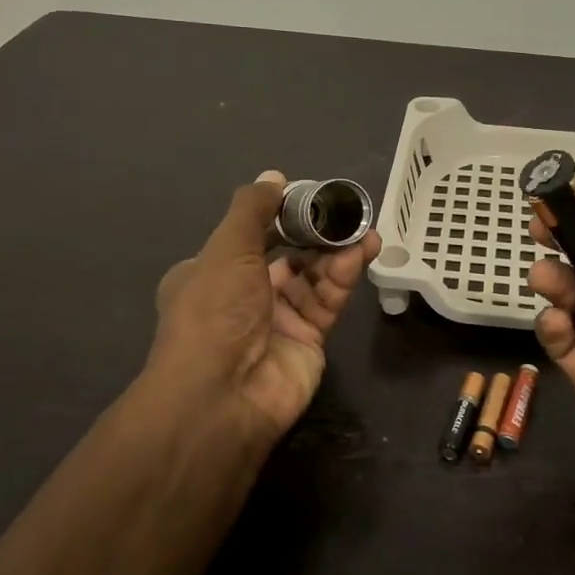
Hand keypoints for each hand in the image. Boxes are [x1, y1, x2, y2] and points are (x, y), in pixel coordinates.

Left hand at [150, 172, 381, 439]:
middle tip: (344, 210)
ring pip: (312, 275)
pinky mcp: (309, 339)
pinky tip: (363, 252)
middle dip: (314, 232)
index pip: (250, 236)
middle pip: (287, 254)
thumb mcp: (227, 249)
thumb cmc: (214, 312)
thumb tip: (274, 177)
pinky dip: (344, 274)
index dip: (278, 215)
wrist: (222, 398)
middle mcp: (243, 296)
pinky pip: (328, 299)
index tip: (308, 195)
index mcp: (212, 273)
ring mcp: (277, 319)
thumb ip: (253, 210)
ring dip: (336, 250)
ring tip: (363, 228)